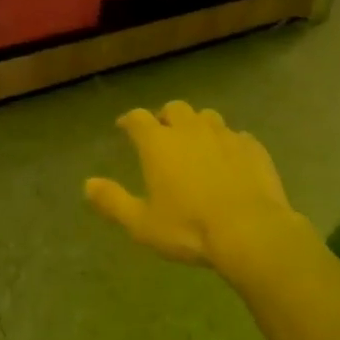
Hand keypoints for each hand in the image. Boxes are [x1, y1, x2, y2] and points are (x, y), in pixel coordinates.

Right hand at [85, 101, 298, 274]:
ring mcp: (224, 135)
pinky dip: (228, 143)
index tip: (124, 127)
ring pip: (207, 117)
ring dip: (197, 125)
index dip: (129, 120)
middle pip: (174, 109)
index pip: (137, 118)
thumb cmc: (189, 229)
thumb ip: (113, 201)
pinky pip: (236, 136)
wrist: (250, 231)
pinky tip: (230, 159)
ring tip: (197, 143)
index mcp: (159, 143)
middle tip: (163, 134)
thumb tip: (87, 185)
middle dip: (166, 117)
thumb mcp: (142, 224)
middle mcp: (190, 129)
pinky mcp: (252, 146)